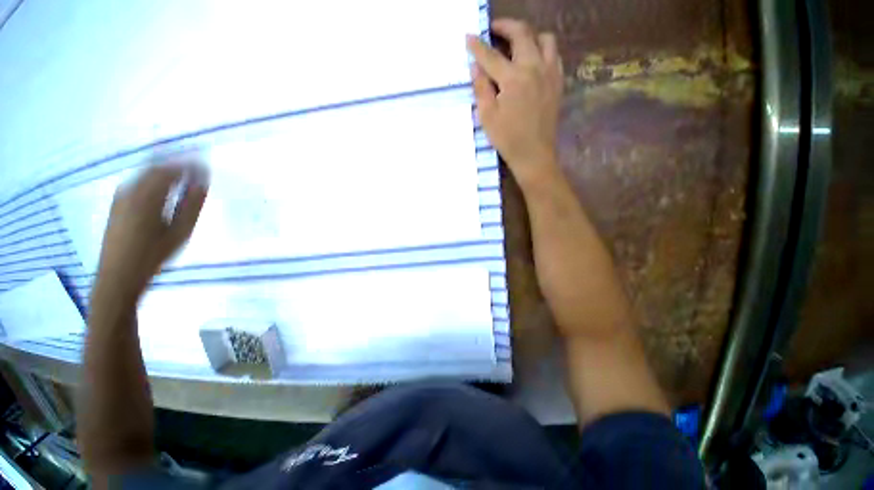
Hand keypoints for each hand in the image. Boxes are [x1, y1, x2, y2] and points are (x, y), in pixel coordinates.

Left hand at [96, 158, 209, 297]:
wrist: (118, 275)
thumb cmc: (153, 255)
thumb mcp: (179, 232)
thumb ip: (191, 205)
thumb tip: (202, 183)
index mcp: (146, 196)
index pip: (170, 170)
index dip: (189, 164)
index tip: (206, 165)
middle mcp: (130, 190)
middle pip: (155, 167)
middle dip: (177, 162)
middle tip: (197, 163)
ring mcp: (120, 195)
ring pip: (145, 173)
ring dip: (165, 169)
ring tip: (184, 173)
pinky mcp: (117, 203)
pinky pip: (138, 181)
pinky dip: (154, 178)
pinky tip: (163, 185)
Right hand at [467, 19, 563, 188]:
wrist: (534, 155)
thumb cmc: (507, 139)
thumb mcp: (487, 117)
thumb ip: (481, 88)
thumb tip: (476, 66)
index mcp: (513, 78)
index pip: (491, 55)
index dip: (477, 45)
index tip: (469, 37)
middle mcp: (534, 68)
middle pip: (522, 33)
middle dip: (506, 26)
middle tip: (494, 29)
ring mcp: (550, 73)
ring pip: (545, 39)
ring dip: (529, 35)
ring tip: (518, 43)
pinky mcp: (558, 83)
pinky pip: (555, 55)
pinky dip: (543, 50)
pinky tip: (534, 60)